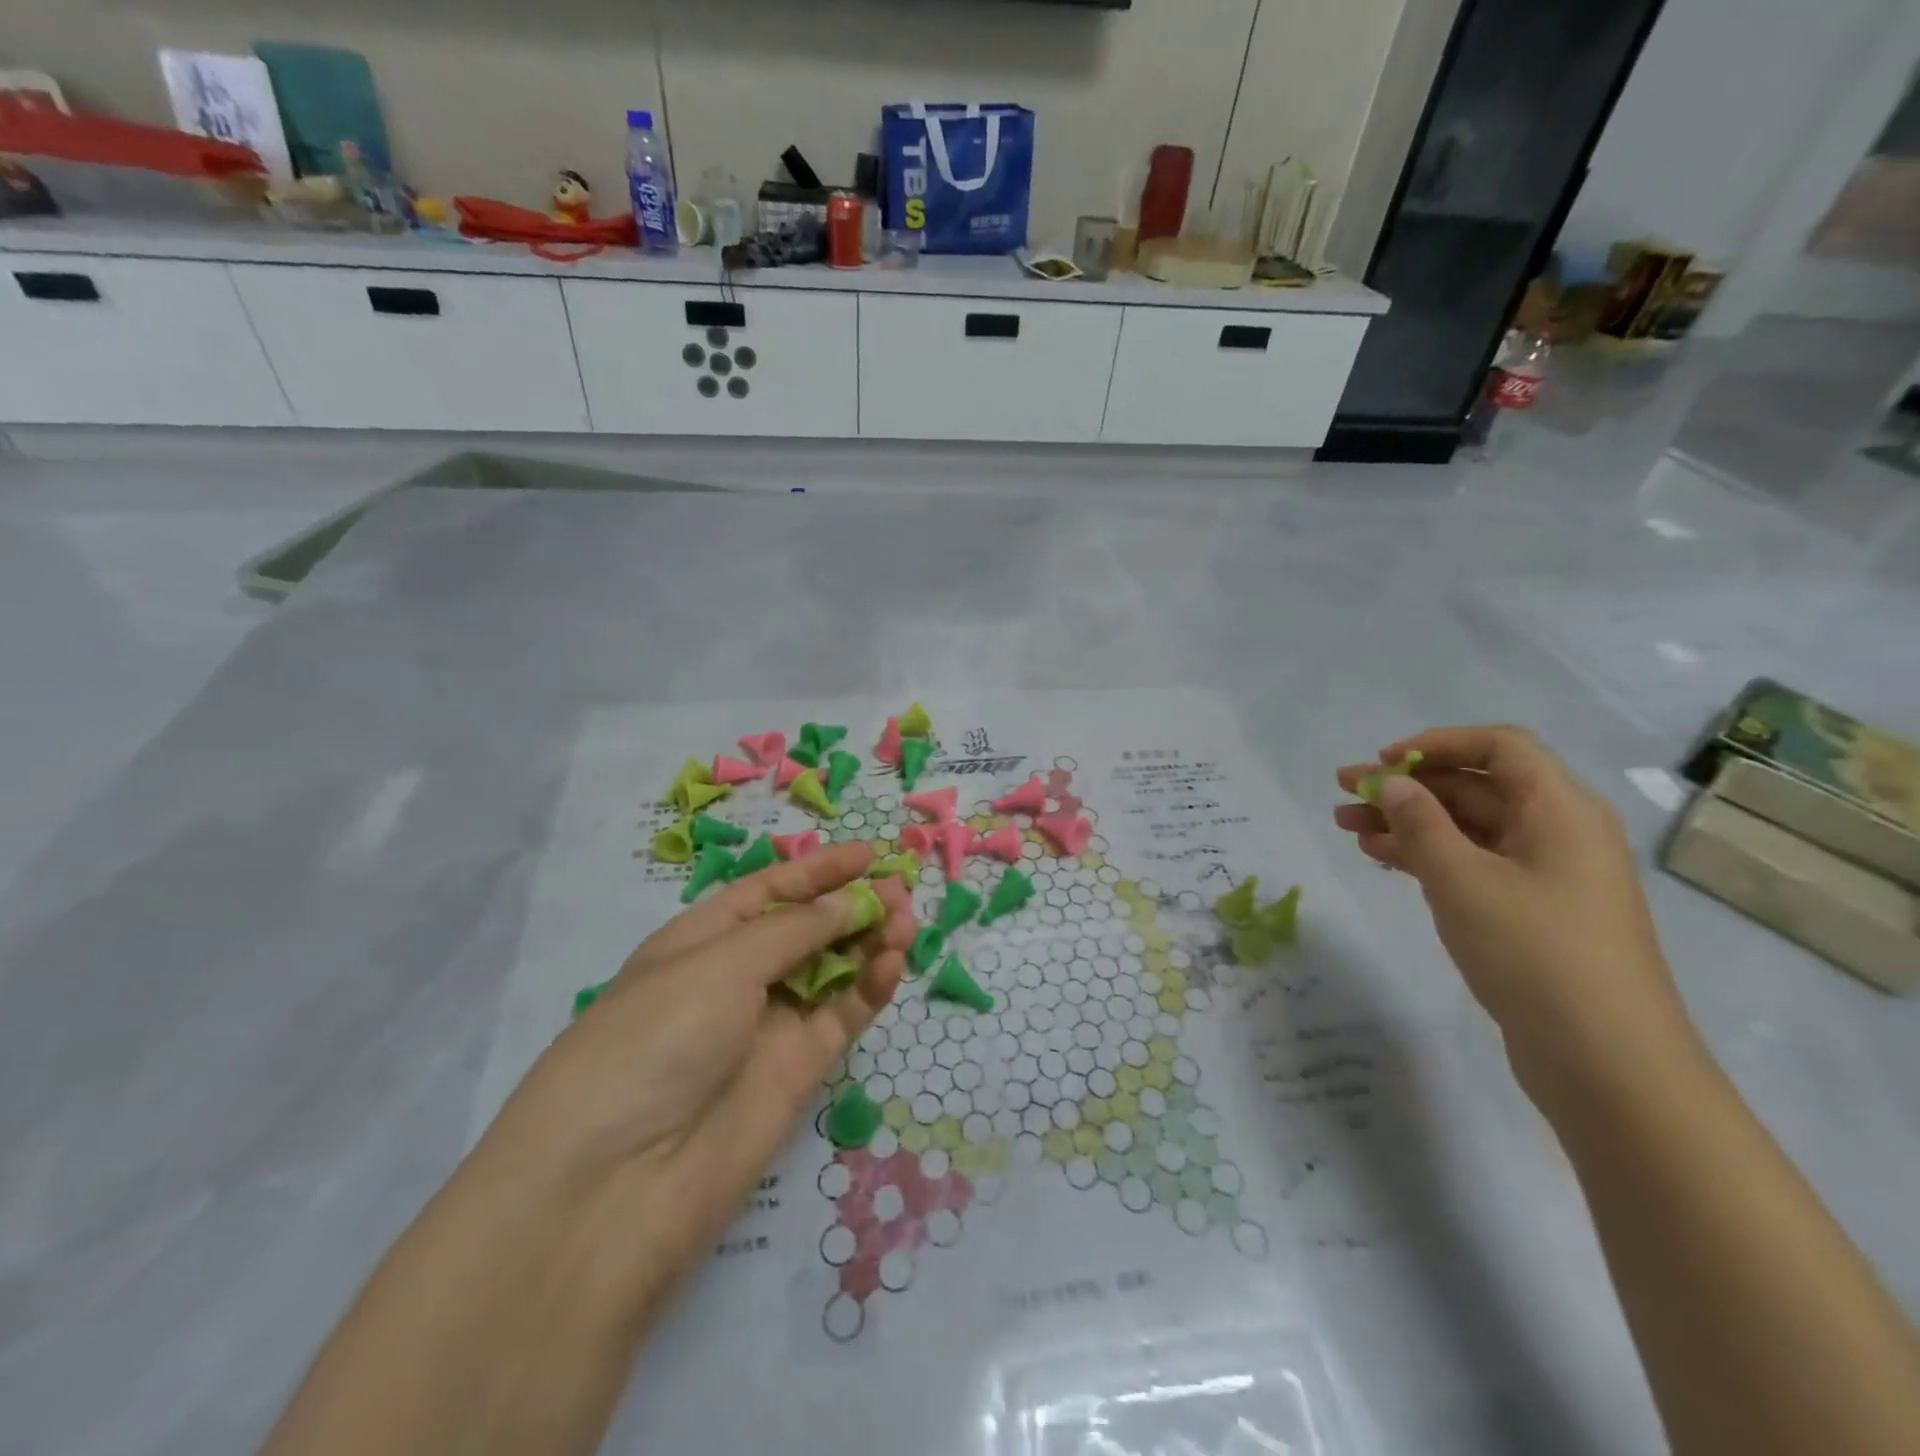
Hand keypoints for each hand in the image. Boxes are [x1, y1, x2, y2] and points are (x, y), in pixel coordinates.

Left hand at [474, 841, 913, 1315]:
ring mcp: (768, 1026)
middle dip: (852, 904)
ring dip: (869, 941)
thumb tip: (850, 902)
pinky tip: (892, 964)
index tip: (871, 853)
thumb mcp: (719, 963)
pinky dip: (869, 988)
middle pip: (806, 929)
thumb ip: (795, 930)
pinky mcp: (798, 1070)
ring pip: (832, 970)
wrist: (620, 1184)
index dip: (819, 870)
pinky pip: (842, 1015)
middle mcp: (736, 978)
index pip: (769, 891)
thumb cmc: (656, 1038)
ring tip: (907, 922)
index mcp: (701, 940)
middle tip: (902, 891)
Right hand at [1334, 726, 1692, 1074]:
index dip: (1436, 744)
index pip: (1499, 747)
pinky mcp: (1530, 911)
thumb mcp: (1463, 880)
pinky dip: (1426, 855)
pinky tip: (1381, 857)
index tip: (1381, 761)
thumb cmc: (1535, 953)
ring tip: (1346, 826)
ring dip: (1407, 821)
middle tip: (1343, 793)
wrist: (1605, 1062)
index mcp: (1560, 810)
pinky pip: (1472, 863)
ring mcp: (1545, 875)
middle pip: (1476, 786)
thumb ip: (1420, 823)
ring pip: (1466, 827)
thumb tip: (1392, 782)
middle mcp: (1557, 832)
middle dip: (1407, 786)